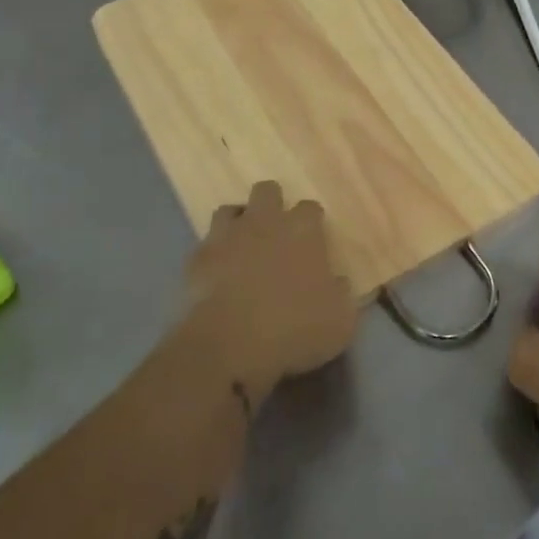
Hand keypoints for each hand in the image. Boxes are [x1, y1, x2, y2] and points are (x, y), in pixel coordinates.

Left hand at [178, 181, 356, 407]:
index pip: (310, 208)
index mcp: (302, 231)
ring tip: (244, 247)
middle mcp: (264, 223)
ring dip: (238, 224)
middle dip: (273, 205)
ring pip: (230, 211)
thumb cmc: (293, 329)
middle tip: (277, 234)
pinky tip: (219, 274)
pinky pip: (206, 245)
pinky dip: (214, 254)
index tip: (314, 242)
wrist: (229, 347)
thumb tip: (338, 283)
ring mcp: (226, 238)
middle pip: (267, 191)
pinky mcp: (197, 259)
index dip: (312, 222)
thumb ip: (342, 294)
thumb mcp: (339, 321)